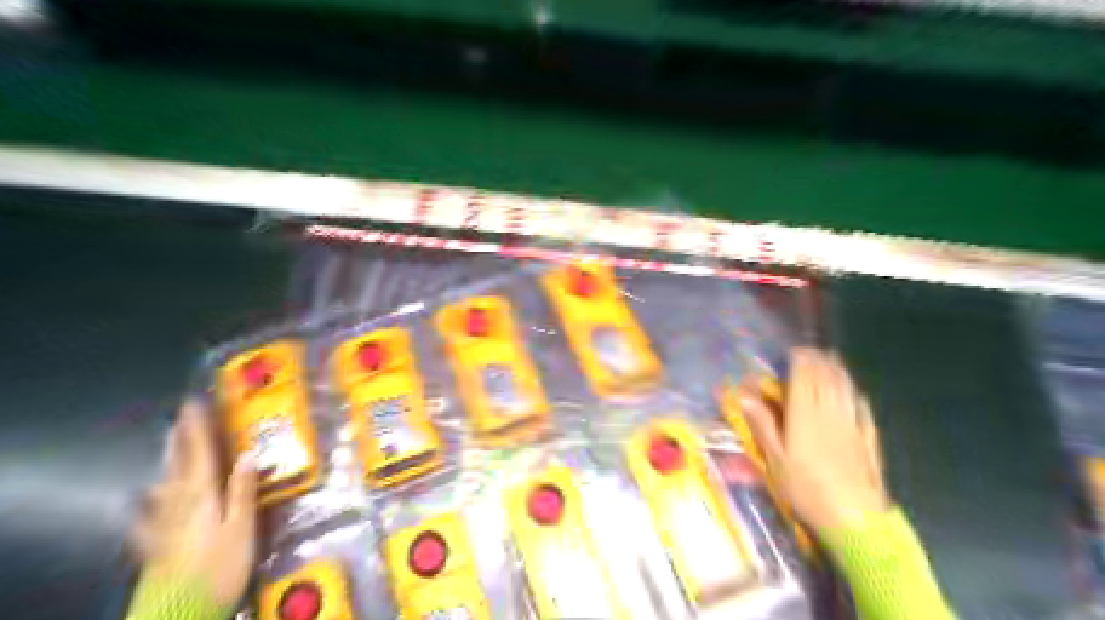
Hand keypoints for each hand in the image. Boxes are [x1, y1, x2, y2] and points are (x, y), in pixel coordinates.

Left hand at [132, 401, 256, 606]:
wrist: (182, 610)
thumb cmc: (221, 565)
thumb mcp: (242, 526)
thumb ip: (244, 489)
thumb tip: (250, 453)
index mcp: (202, 494)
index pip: (200, 453)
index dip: (198, 428)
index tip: (195, 403)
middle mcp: (179, 503)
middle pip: (179, 464)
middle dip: (181, 439)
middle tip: (180, 417)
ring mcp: (162, 523)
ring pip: (164, 483)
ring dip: (169, 461)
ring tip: (169, 445)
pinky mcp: (154, 543)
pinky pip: (148, 514)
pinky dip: (145, 502)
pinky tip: (139, 499)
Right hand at [741, 347, 886, 529]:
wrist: (854, 520)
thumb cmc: (806, 489)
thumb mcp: (775, 459)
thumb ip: (763, 424)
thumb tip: (744, 395)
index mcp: (805, 416)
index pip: (804, 378)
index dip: (800, 361)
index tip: (794, 350)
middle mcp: (830, 413)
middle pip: (826, 379)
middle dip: (818, 362)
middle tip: (811, 352)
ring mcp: (852, 426)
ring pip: (845, 390)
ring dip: (838, 372)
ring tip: (832, 360)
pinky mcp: (867, 440)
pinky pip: (862, 410)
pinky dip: (855, 395)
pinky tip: (855, 392)